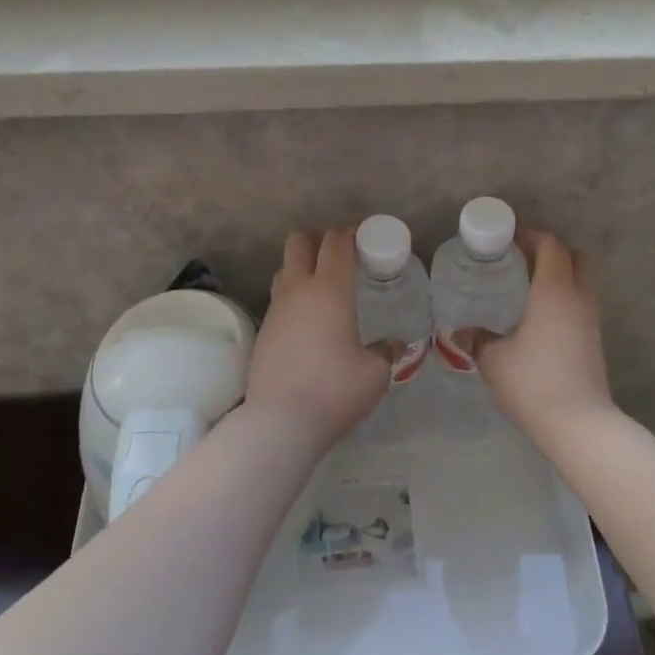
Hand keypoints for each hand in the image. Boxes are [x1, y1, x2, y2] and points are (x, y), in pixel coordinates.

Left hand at [246, 228, 388, 445]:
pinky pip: (278, 301)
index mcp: (330, 290)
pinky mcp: (262, 332)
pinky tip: (308, 325)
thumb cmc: (334, 390)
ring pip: (284, 270)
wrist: (279, 422)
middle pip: (299, 242)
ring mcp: (275, 310)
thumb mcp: (374, 373)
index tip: (364, 234)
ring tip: (323, 292)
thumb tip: (391, 346)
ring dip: (302, 269)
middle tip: (340, 259)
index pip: (336, 242)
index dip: (351, 231)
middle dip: (319, 241)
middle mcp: (298, 290)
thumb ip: (385, 352)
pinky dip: (293, 300)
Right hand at [469, 228, 612, 435]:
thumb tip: (461, 330)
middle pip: (574, 256)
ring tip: (527, 285)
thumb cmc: (533, 382)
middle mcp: (578, 297)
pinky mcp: (594, 339)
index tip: (507, 237)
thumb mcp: (494, 359)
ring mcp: (591, 319)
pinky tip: (539, 315)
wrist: (579, 424)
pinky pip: (581, 302)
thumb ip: (477, 339)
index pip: (550, 245)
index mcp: (555, 290)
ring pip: (582, 280)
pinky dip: (564, 296)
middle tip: (520, 258)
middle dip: (550, 250)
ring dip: (560, 273)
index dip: (530, 234)